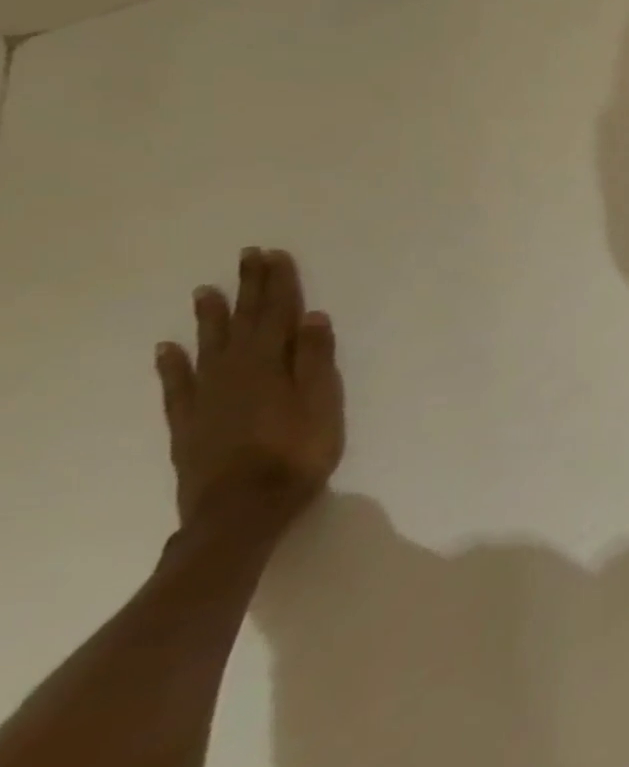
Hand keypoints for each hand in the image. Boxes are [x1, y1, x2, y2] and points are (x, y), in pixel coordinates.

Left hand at [155, 248, 344, 535]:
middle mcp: (234, 372)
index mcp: (270, 364)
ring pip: (208, 347)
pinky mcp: (189, 422)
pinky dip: (172, 365)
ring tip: (206, 291)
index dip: (278, 284)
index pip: (277, 314)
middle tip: (247, 257)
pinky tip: (168, 350)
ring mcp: (207, 397)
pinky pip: (178, 386)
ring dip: (210, 318)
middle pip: (244, 323)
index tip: (275, 255)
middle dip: (248, 289)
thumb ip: (315, 360)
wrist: (241, 511)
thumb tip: (312, 317)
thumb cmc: (298, 452)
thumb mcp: (322, 403)